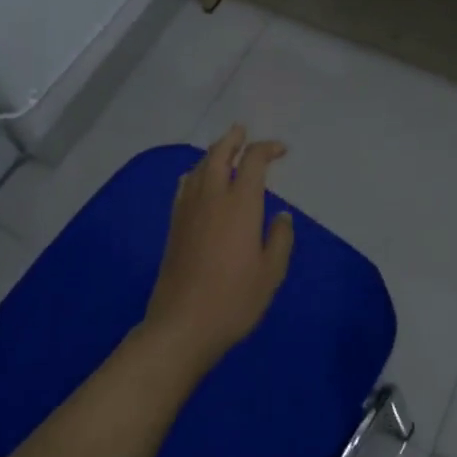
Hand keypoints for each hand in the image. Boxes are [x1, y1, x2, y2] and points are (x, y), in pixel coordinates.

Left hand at [144, 126, 294, 372]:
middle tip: (242, 130)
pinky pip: (185, 186)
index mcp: (240, 204)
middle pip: (219, 154)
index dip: (267, 148)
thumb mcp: (271, 273)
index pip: (253, 161)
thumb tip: (281, 216)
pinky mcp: (174, 226)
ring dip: (214, 152)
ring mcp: (189, 210)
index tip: (281, 150)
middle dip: (233, 139)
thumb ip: (280, 239)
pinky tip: (198, 179)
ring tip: (224, 149)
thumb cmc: (233, 300)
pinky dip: (196, 173)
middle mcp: (212, 198)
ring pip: (200, 167)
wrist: (181, 326)